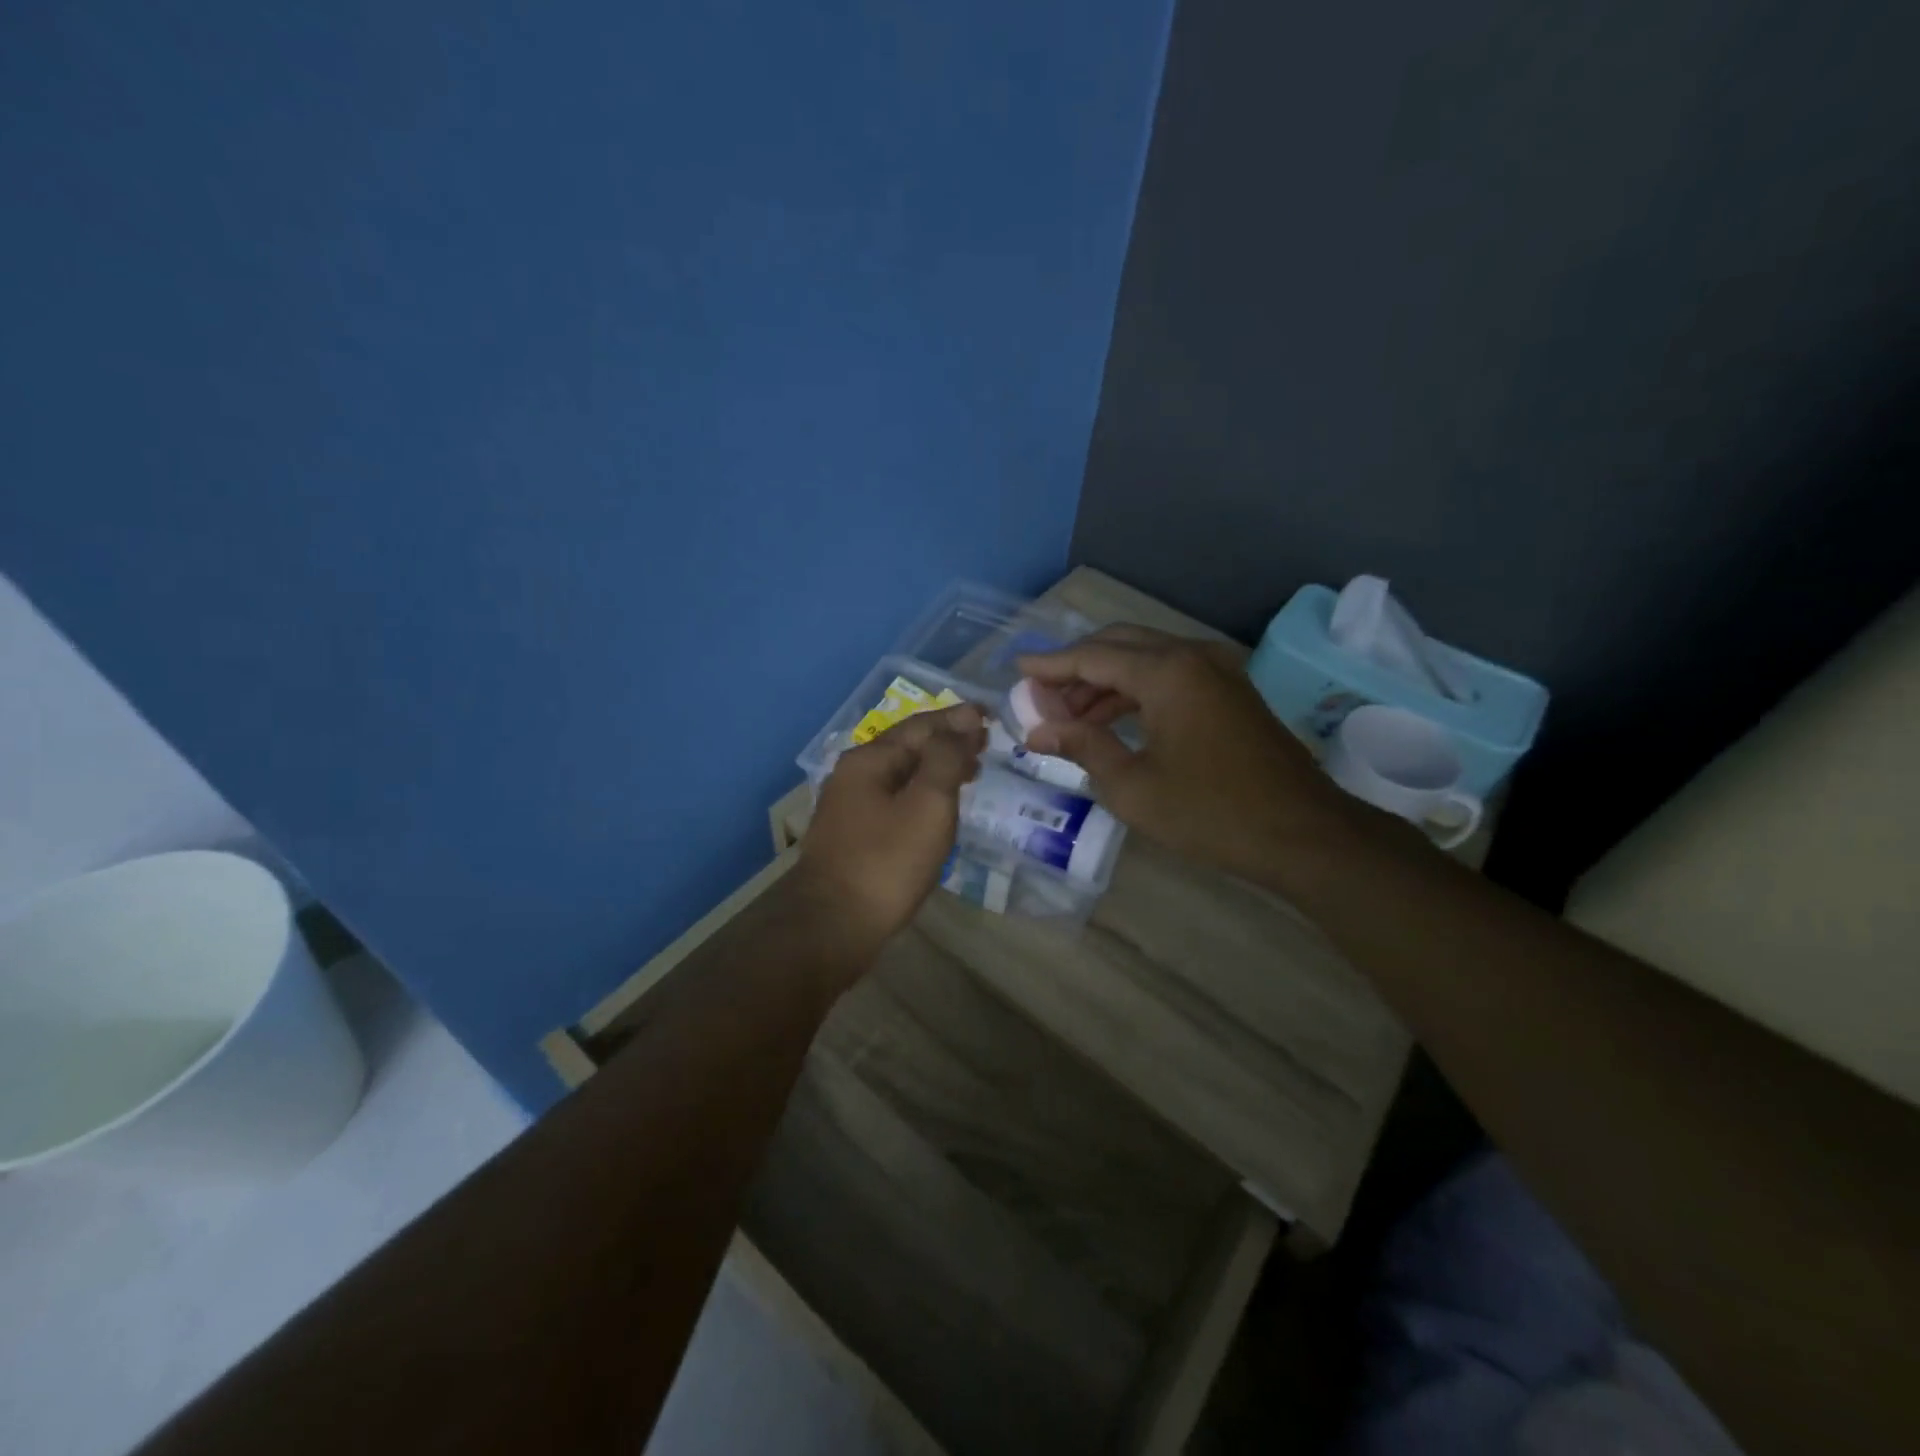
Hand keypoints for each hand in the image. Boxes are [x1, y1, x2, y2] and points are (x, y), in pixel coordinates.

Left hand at [790, 702, 985, 960]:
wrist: (832, 925)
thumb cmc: (886, 862)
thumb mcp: (927, 804)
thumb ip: (946, 759)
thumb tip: (961, 724)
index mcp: (870, 759)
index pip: (922, 725)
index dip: (958, 719)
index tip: (990, 716)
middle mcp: (854, 775)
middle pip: (909, 747)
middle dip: (948, 742)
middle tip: (986, 745)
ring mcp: (850, 807)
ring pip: (902, 775)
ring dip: (937, 769)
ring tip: (971, 773)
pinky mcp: (854, 836)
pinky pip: (896, 800)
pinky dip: (923, 794)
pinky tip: (939, 809)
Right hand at [1019, 627, 1354, 884]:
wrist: (1302, 834)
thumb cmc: (1209, 813)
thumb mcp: (1132, 786)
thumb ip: (1082, 747)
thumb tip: (1038, 732)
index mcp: (1166, 672)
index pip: (1092, 656)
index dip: (1050, 664)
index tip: (1017, 669)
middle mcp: (1191, 656)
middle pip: (1119, 645)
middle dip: (1076, 668)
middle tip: (1041, 697)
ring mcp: (1217, 671)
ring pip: (1145, 659)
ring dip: (1104, 681)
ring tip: (1070, 717)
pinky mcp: (1230, 691)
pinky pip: (1169, 676)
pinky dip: (1135, 691)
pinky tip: (1112, 720)